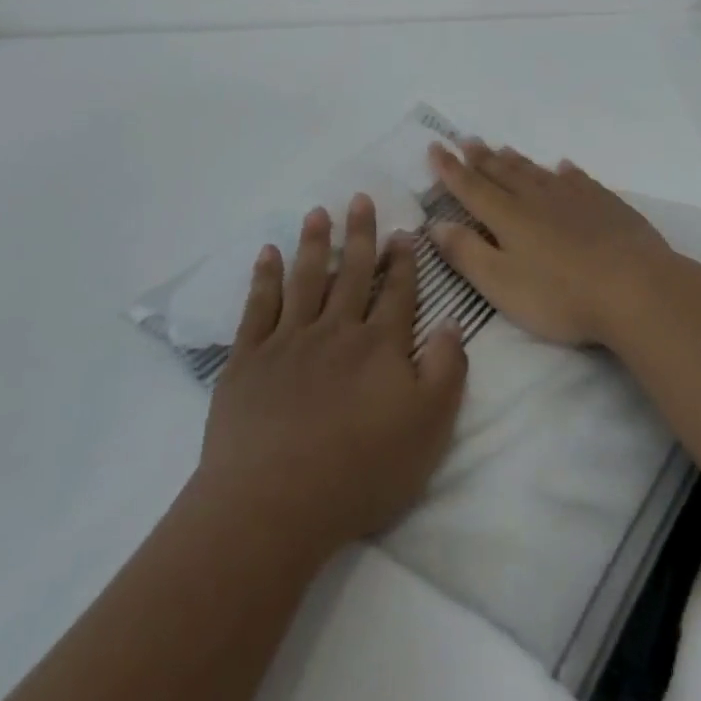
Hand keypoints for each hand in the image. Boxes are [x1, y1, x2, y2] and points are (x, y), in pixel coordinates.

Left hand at [195, 194, 468, 561]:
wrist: (274, 502)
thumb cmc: (360, 471)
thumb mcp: (428, 427)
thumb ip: (446, 370)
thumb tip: (451, 322)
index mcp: (379, 346)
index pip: (397, 292)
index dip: (403, 261)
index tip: (404, 231)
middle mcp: (336, 330)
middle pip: (353, 272)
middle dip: (361, 234)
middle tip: (360, 198)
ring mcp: (289, 341)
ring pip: (306, 278)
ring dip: (314, 242)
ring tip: (318, 212)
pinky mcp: (249, 359)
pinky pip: (258, 306)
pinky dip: (264, 277)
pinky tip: (268, 254)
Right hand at [426, 140, 678, 345]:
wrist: (636, 287)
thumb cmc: (561, 295)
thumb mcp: (501, 283)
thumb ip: (466, 253)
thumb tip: (435, 224)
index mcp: (507, 216)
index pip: (470, 186)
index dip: (449, 169)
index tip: (435, 147)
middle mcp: (536, 198)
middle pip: (502, 172)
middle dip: (480, 157)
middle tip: (465, 140)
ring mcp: (574, 197)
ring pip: (536, 172)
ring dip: (515, 160)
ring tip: (501, 148)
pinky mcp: (605, 204)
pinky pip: (578, 179)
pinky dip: (564, 171)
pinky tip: (563, 167)